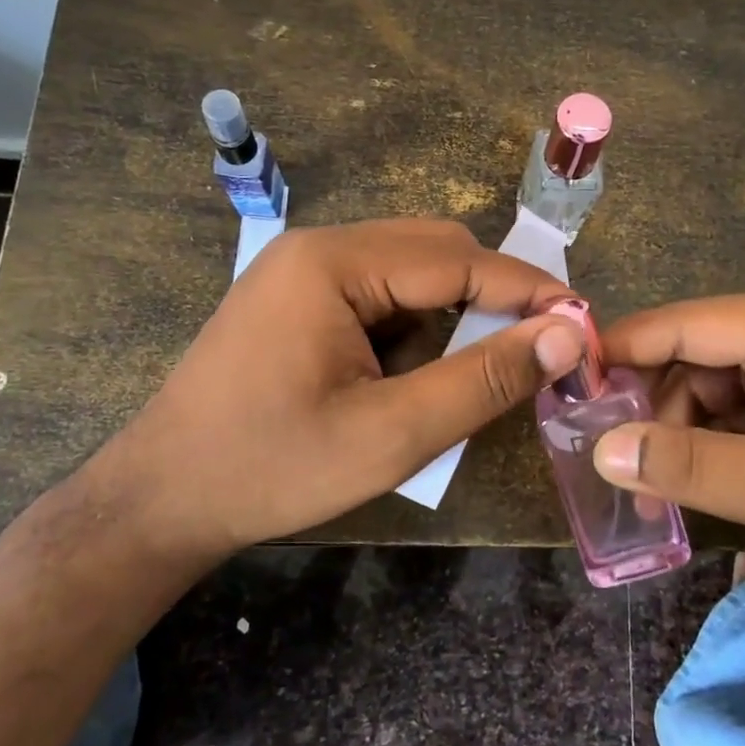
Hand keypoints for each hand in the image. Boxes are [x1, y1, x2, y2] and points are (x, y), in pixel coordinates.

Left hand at [88, 220, 582, 557]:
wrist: (161, 498)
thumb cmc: (272, 469)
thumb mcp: (391, 435)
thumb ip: (483, 381)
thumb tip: (565, 335)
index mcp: (334, 263)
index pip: (459, 260)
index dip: (530, 291)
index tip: (583, 324)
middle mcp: (319, 246)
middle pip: (436, 251)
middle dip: (493, 298)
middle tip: (536, 351)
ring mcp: (303, 268)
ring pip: (412, 270)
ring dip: (456, 312)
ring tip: (477, 368)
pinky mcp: (298, 296)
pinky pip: (381, 291)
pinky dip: (417, 323)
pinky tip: (417, 370)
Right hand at [591, 289, 744, 618]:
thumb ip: (698, 469)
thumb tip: (603, 449)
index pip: (688, 322)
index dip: (623, 350)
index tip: (566, 389)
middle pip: (694, 350)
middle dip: (653, 402)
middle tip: (616, 461)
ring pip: (707, 381)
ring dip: (676, 427)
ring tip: (657, 486)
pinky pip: (731, 407)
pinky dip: (705, 440)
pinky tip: (693, 479)